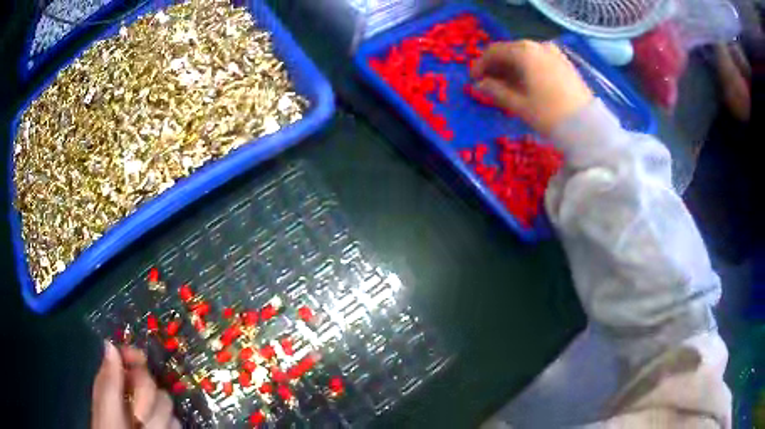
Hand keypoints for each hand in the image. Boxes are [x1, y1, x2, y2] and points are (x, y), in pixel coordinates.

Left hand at [91, 341, 180, 428]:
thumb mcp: (108, 410)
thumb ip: (109, 381)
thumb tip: (109, 343)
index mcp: (112, 385)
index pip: (124, 358)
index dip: (133, 356)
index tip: (139, 360)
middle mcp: (131, 396)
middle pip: (149, 380)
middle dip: (147, 398)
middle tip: (138, 418)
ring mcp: (148, 413)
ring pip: (165, 402)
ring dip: (158, 418)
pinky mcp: (163, 426)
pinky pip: (175, 420)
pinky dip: (169, 427)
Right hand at [470, 40, 593, 134]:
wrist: (587, 126)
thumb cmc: (549, 114)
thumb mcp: (518, 105)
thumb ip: (495, 91)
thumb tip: (480, 84)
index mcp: (523, 52)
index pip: (493, 51)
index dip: (480, 65)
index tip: (474, 80)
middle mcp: (538, 45)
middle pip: (509, 51)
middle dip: (497, 66)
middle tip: (489, 84)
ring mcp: (553, 53)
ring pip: (525, 55)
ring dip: (512, 67)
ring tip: (507, 86)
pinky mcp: (564, 62)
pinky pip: (539, 60)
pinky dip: (528, 68)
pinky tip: (527, 83)